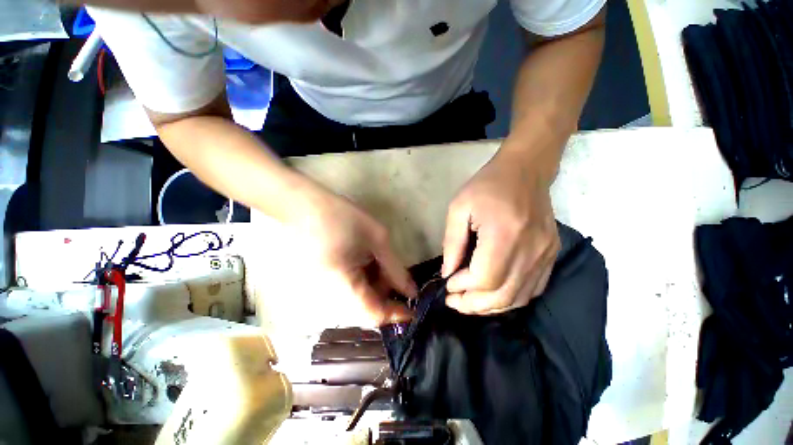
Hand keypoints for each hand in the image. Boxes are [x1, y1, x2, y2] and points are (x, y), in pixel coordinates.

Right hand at [295, 188, 416, 324]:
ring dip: (377, 284)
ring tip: (381, 260)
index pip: (373, 314)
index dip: (396, 314)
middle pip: (366, 307)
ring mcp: (325, 290)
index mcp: (342, 285)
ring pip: (359, 298)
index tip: (414, 304)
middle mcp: (330, 296)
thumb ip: (395, 269)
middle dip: (388, 293)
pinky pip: (349, 289)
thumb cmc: (342, 216)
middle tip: (398, 272)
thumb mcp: (377, 239)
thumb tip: (411, 292)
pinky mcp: (324, 281)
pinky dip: (365, 279)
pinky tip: (368, 260)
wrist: (302, 206)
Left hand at [441, 148, 560, 314]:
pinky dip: (510, 299)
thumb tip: (449, 273)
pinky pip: (532, 290)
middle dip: (473, 305)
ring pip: (518, 298)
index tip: (448, 284)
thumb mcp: (459, 209)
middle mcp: (531, 250)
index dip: (463, 287)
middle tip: (454, 302)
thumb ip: (452, 244)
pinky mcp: (551, 255)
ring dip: (491, 306)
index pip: (484, 278)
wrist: (525, 171)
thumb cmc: (487, 186)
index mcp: (504, 234)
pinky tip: (493, 294)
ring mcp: (545, 255)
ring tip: (469, 302)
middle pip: (502, 295)